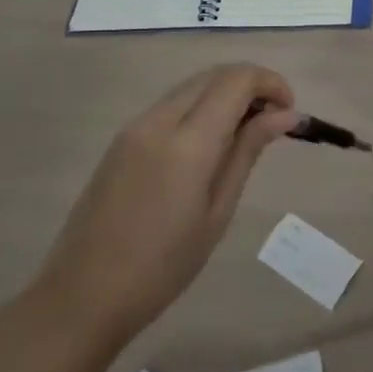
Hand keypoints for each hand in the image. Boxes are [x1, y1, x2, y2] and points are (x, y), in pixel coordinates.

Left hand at [32, 65, 299, 336]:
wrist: (82, 296)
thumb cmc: (163, 266)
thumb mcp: (218, 211)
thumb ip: (248, 151)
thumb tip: (286, 115)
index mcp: (188, 141)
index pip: (237, 80)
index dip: (271, 83)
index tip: (291, 112)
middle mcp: (159, 120)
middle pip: (214, 75)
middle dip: (251, 85)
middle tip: (274, 121)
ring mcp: (135, 127)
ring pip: (192, 86)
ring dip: (225, 95)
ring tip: (247, 134)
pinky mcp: (121, 140)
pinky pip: (171, 105)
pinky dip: (201, 108)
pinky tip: (210, 145)